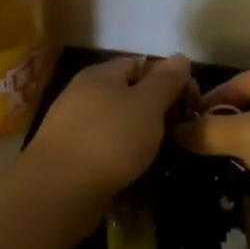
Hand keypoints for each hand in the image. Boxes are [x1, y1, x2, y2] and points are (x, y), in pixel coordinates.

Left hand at [22, 54, 193, 211]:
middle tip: (180, 129)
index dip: (168, 79)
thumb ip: (165, 81)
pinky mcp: (70, 156)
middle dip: (156, 110)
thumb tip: (180, 56)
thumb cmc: (109, 140)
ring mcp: (73, 126)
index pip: (141, 64)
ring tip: (162, 153)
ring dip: (140, 136)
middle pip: (128, 94)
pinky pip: (104, 148)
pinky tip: (135, 170)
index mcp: (100, 75)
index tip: (191, 102)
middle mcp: (82, 95)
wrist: (58, 191)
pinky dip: (122, 156)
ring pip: (117, 123)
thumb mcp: (147, 105)